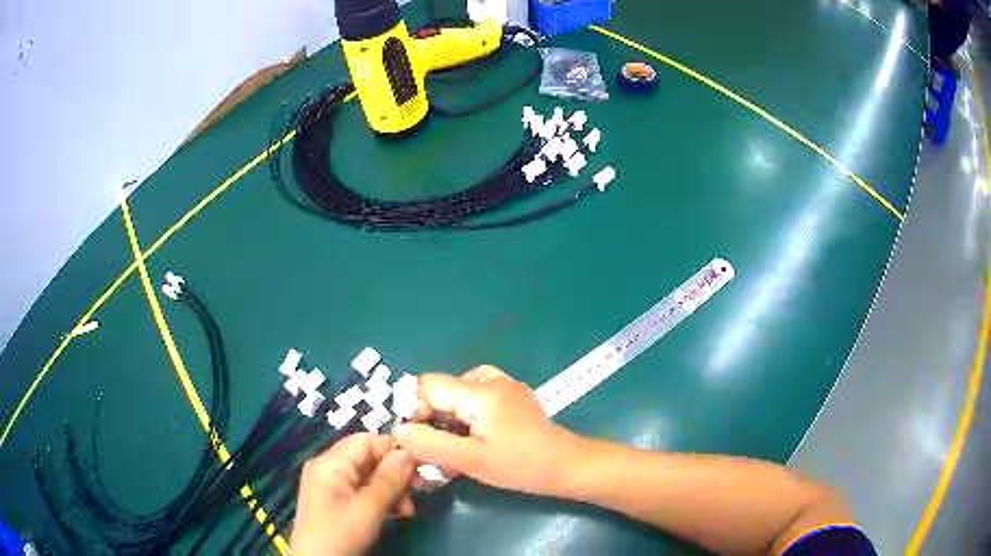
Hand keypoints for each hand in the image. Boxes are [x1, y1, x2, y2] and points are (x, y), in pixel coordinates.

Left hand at [290, 434, 415, 555]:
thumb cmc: (340, 533)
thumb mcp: (369, 508)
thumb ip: (390, 479)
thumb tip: (410, 451)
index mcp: (330, 463)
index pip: (366, 440)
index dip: (394, 448)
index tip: (420, 465)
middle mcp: (329, 468)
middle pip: (369, 458)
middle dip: (396, 474)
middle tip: (419, 492)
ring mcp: (332, 486)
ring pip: (370, 476)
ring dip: (393, 489)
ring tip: (408, 511)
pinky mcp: (337, 502)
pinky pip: (364, 491)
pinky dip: (382, 499)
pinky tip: (396, 514)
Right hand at [394, 366, 572, 494]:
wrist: (566, 465)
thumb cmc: (520, 465)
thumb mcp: (472, 461)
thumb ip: (431, 445)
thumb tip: (399, 430)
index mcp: (479, 390)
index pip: (427, 385)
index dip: (414, 411)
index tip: (419, 441)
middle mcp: (490, 379)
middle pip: (442, 390)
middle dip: (431, 419)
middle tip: (434, 451)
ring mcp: (503, 386)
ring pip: (457, 395)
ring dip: (447, 420)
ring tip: (452, 447)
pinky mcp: (511, 396)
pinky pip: (475, 398)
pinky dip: (465, 416)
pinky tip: (471, 438)